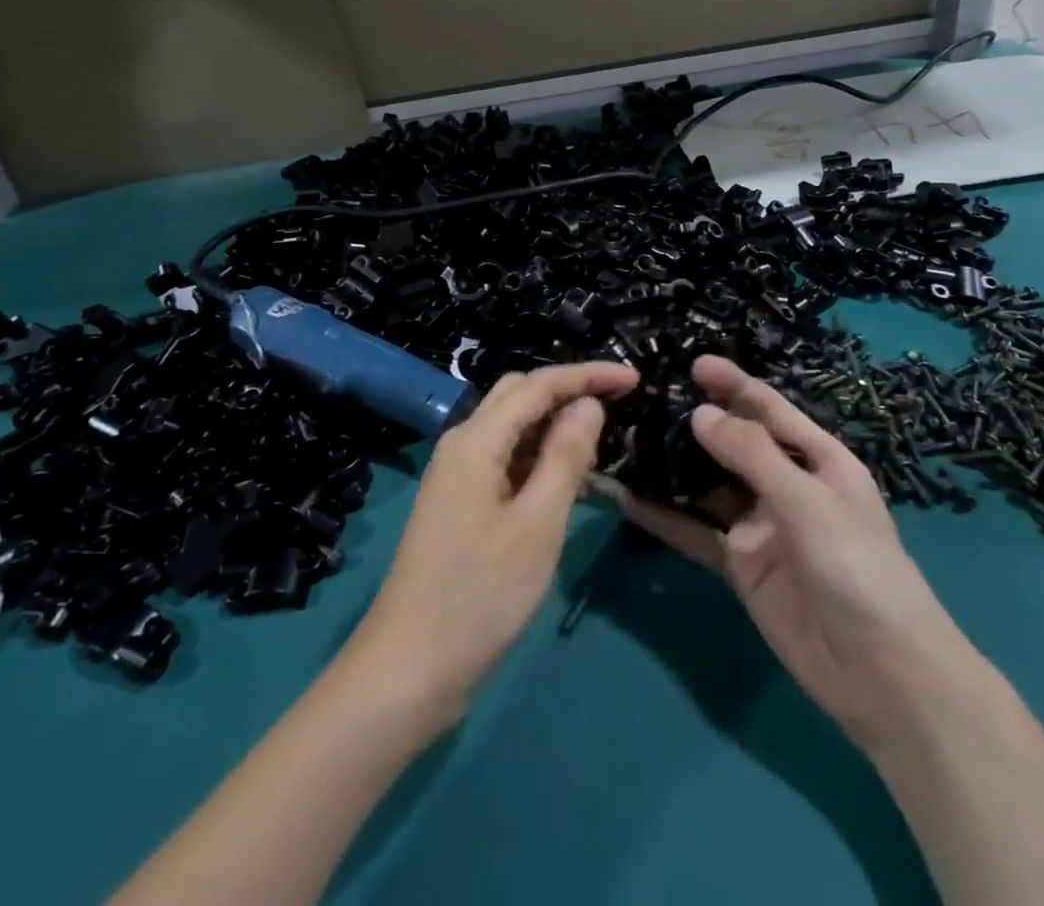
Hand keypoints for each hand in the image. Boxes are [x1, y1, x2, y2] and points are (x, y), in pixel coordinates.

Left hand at [348, 362, 638, 725]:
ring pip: (512, 428)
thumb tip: (588, 404)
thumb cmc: (480, 594)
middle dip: (569, 392)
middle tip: (618, 408)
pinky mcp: (459, 503)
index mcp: (477, 439)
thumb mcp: (537, 524)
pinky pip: (505, 459)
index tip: (634, 377)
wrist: (409, 668)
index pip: (539, 384)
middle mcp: (462, 444)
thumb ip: (566, 456)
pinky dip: (538, 458)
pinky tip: (568, 482)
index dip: (587, 375)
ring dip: (554, 426)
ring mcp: (457, 474)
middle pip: (519, 395)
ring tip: (602, 445)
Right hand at [607, 356, 974, 752]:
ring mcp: (761, 527)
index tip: (693, 363)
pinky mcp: (741, 566)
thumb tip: (700, 414)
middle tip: (643, 401)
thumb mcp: (808, 501)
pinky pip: (697, 533)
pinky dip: (664, 518)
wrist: (883, 675)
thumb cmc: (858, 568)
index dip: (733, 385)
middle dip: (695, 423)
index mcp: (817, 459)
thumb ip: (752, 455)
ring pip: (708, 486)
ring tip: (626, 442)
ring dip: (673, 467)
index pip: (768, 410)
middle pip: (733, 444)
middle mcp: (786, 486)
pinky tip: (627, 500)